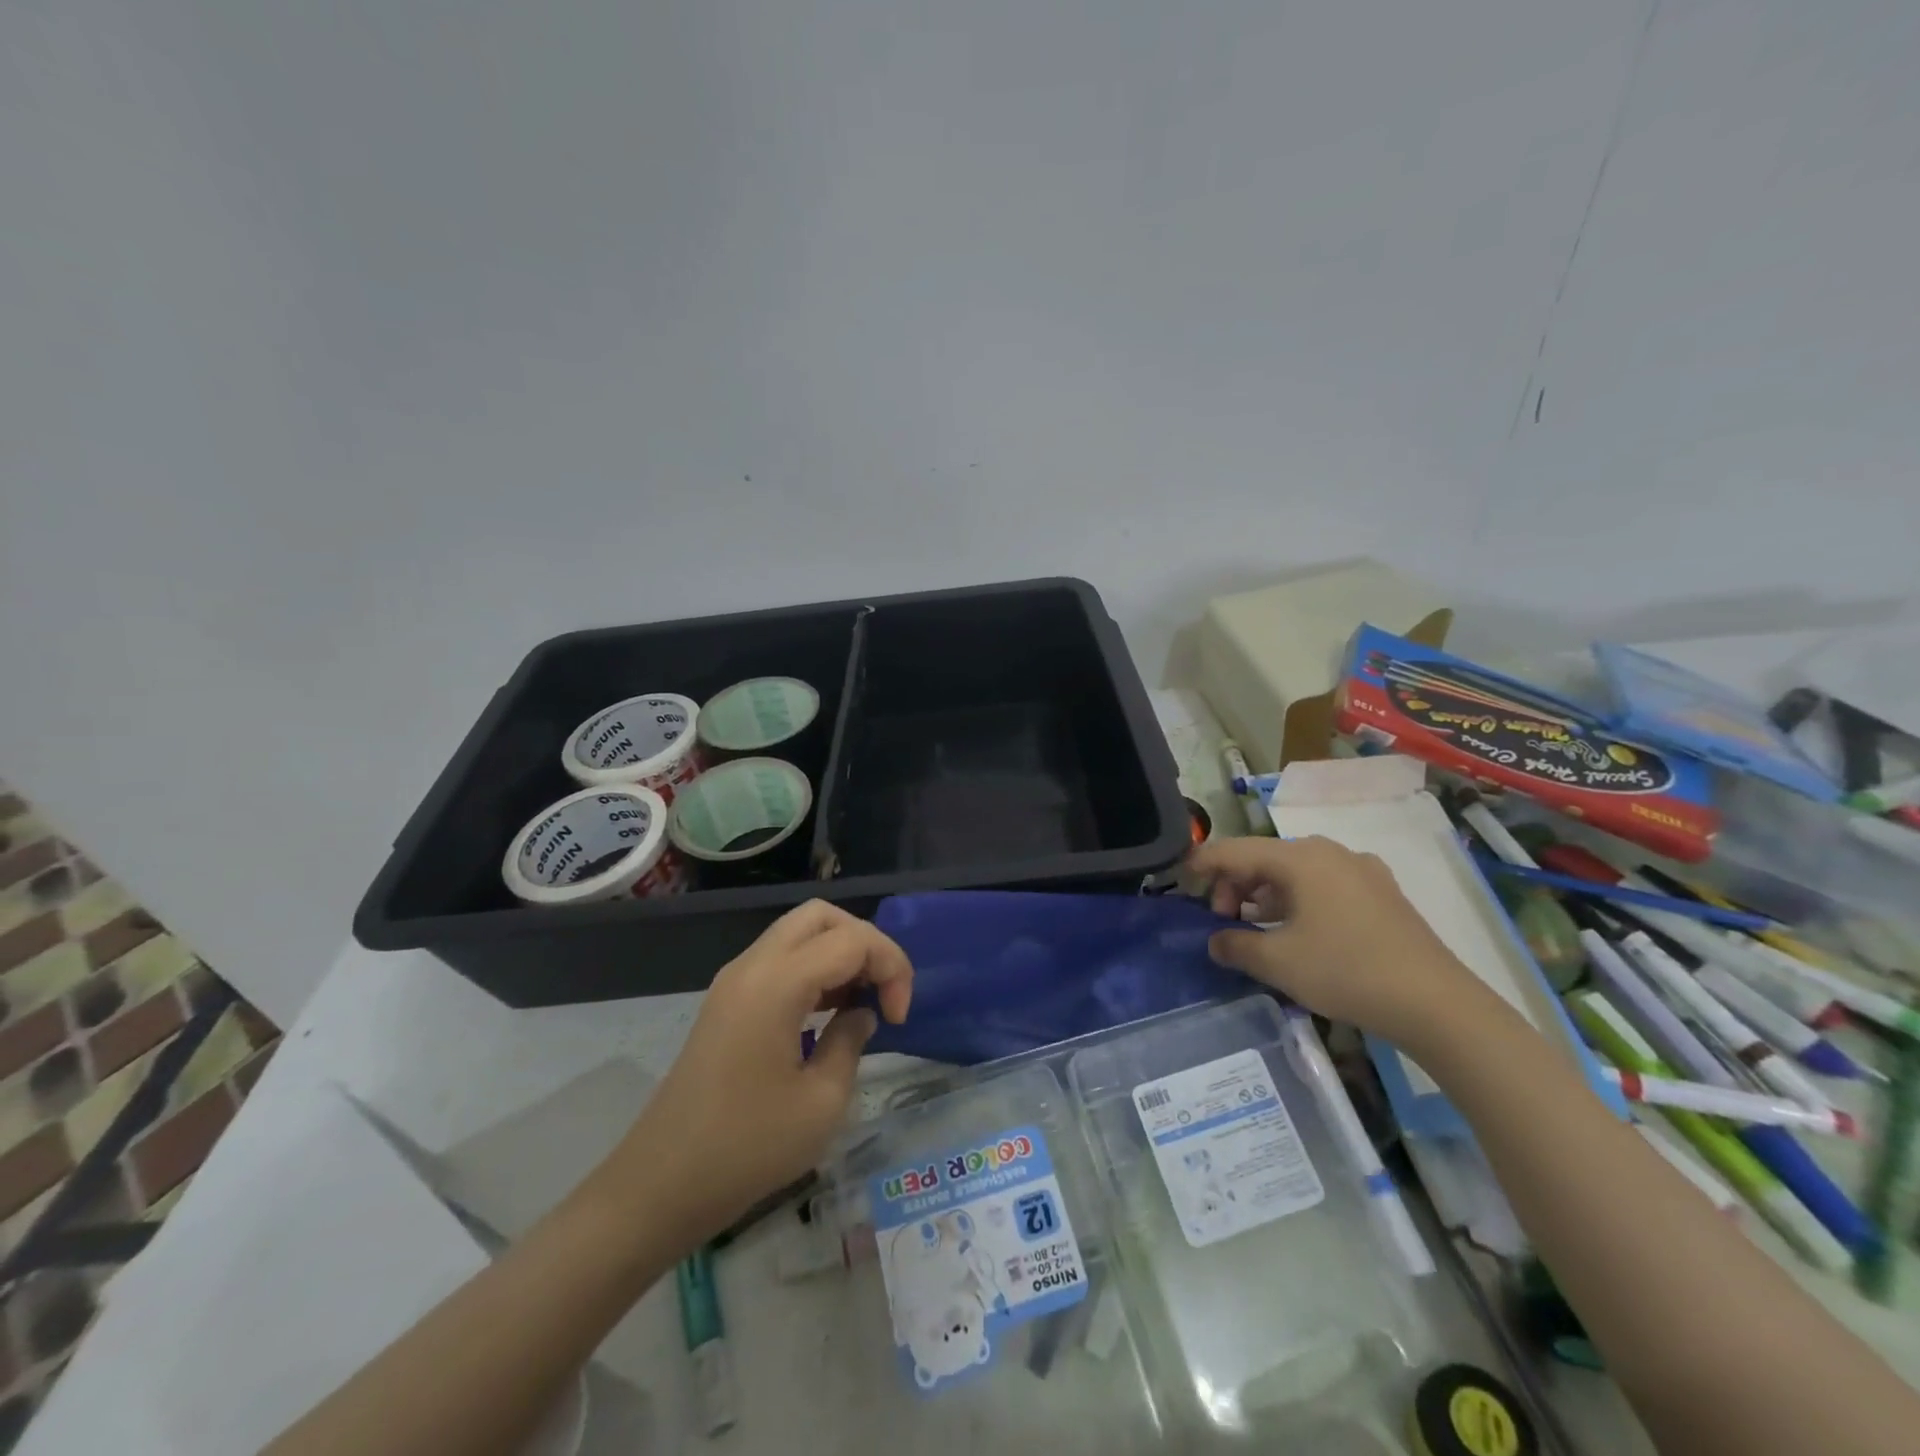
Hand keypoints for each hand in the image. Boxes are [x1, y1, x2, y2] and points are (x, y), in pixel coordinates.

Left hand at [599, 901, 912, 1254]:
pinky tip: (828, 1012)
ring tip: (861, 1002)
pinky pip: (780, 959)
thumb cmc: (746, 1149)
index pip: (852, 939)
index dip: (891, 967)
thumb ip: (851, 1041)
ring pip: (799, 933)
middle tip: (883, 992)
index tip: (899, 1018)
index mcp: (777, 983)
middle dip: (865, 943)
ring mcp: (734, 981)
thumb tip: (861, 1014)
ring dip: (839, 954)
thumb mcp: (821, 1103)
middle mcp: (753, 966)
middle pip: (822, 916)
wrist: (659, 1187)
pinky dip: (814, 969)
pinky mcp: (727, 1001)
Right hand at [1191, 835, 1489, 1050]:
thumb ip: (1235, 945)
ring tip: (1255, 928)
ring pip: (1295, 873)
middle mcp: (1329, 852)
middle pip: (1265, 858)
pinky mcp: (1381, 893)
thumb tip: (1215, 940)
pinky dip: (1297, 901)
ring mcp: (1360, 870)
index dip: (1203, 863)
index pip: (1235, 850)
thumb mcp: (1277, 962)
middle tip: (1224, 921)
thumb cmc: (1345, 971)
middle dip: (1236, 886)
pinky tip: (1296, 932)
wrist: (1436, 1003)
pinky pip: (1323, 886)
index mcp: (1300, 858)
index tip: (1181, 880)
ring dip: (1266, 896)